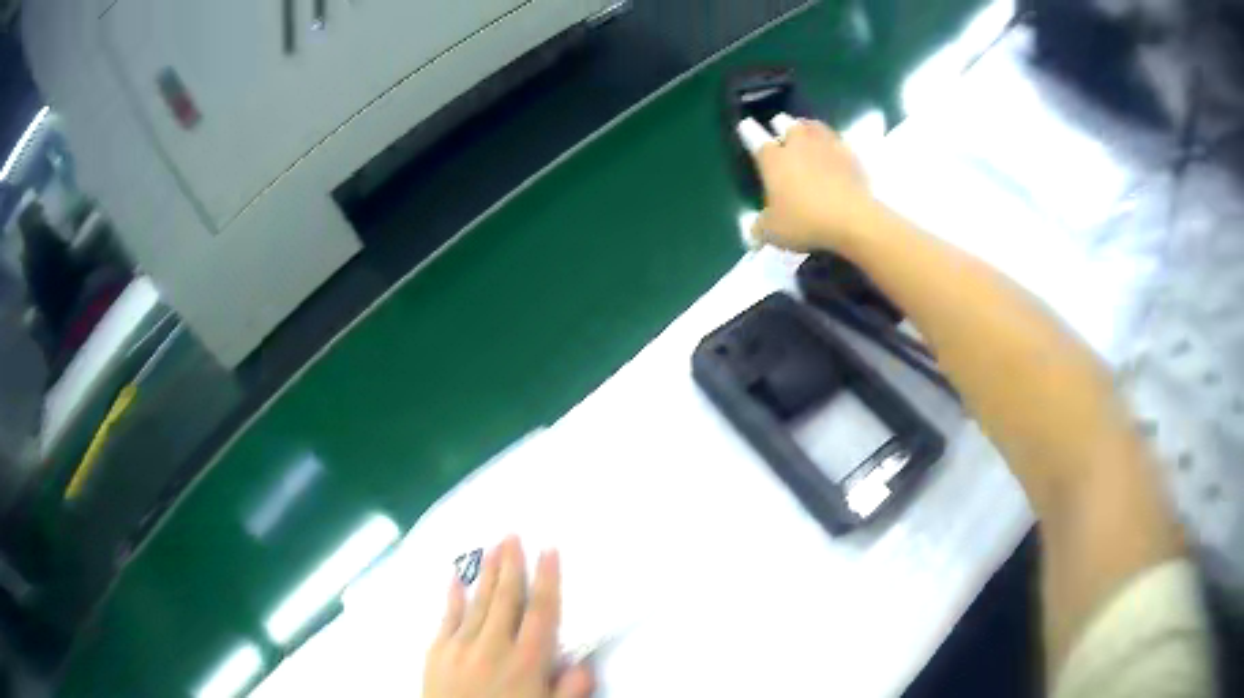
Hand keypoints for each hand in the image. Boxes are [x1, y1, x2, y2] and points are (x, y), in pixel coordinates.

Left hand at [424, 537, 593, 697]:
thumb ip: (570, 689)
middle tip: (513, 534)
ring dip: (486, 573)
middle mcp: (493, 646)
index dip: (547, 579)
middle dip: (512, 564)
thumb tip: (584, 661)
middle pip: (506, 598)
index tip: (549, 549)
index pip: (541, 612)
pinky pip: (446, 617)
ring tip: (492, 546)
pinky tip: (455, 577)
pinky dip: (452, 595)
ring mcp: (460, 646)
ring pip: (477, 601)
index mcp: (527, 661)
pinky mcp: (436, 652)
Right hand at [751, 118, 877, 251]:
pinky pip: (837, 142)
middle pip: (786, 124)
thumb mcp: (773, 232)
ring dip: (808, 129)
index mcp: (772, 158)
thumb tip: (755, 232)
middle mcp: (797, 144)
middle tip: (783, 137)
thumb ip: (760, 227)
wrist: (853, 220)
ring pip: (813, 126)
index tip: (747, 127)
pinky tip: (833, 154)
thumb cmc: (805, 222)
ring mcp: (826, 146)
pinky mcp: (850, 155)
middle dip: (781, 127)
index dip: (748, 131)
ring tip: (808, 136)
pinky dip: (833, 145)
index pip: (754, 137)